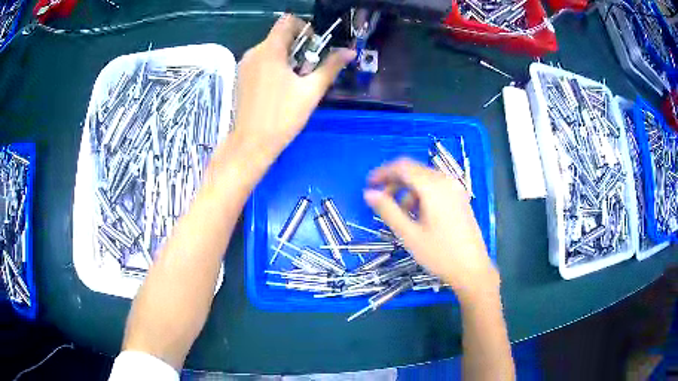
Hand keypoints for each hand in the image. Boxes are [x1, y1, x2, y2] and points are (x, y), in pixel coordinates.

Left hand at [231, 14, 355, 168]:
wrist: (252, 143)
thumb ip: (331, 66)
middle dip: (298, 46)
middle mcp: (254, 52)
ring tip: (294, 81)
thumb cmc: (283, 116)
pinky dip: (273, 66)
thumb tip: (349, 52)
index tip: (314, 48)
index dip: (305, 29)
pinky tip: (279, 88)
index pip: (288, 21)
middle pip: (279, 36)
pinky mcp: (240, 77)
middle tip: (307, 70)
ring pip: (270, 49)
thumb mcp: (311, 90)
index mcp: (270, 50)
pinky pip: (260, 61)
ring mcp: (244, 65)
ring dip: (286, 57)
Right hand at [364, 158, 498, 299]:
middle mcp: (446, 181)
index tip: (368, 185)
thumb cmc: (439, 254)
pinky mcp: (460, 198)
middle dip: (394, 182)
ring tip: (401, 214)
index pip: (402, 167)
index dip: (382, 173)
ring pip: (424, 179)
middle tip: (380, 200)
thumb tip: (369, 193)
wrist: (472, 269)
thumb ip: (387, 210)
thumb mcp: (409, 234)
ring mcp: (455, 189)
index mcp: (433, 186)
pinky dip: (421, 195)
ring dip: (407, 190)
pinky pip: (435, 187)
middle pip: (414, 170)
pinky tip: (419, 215)